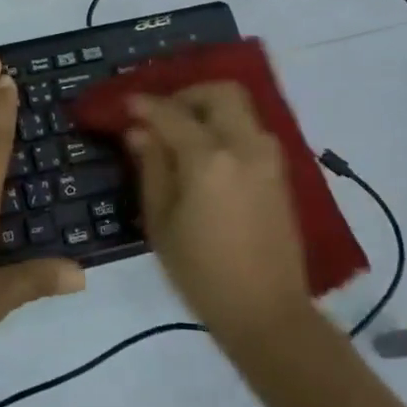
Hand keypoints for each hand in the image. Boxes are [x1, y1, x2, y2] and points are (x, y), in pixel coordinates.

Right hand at [125, 85, 311, 346]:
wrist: (267, 313)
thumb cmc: (202, 273)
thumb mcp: (162, 222)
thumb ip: (152, 168)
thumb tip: (139, 132)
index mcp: (210, 159)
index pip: (172, 114)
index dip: (146, 106)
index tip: (127, 105)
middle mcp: (244, 146)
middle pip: (220, 92)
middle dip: (187, 95)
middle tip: (163, 115)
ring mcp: (268, 158)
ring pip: (240, 108)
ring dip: (209, 109)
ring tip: (182, 135)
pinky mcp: (280, 173)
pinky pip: (251, 130)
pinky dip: (227, 127)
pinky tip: (206, 154)